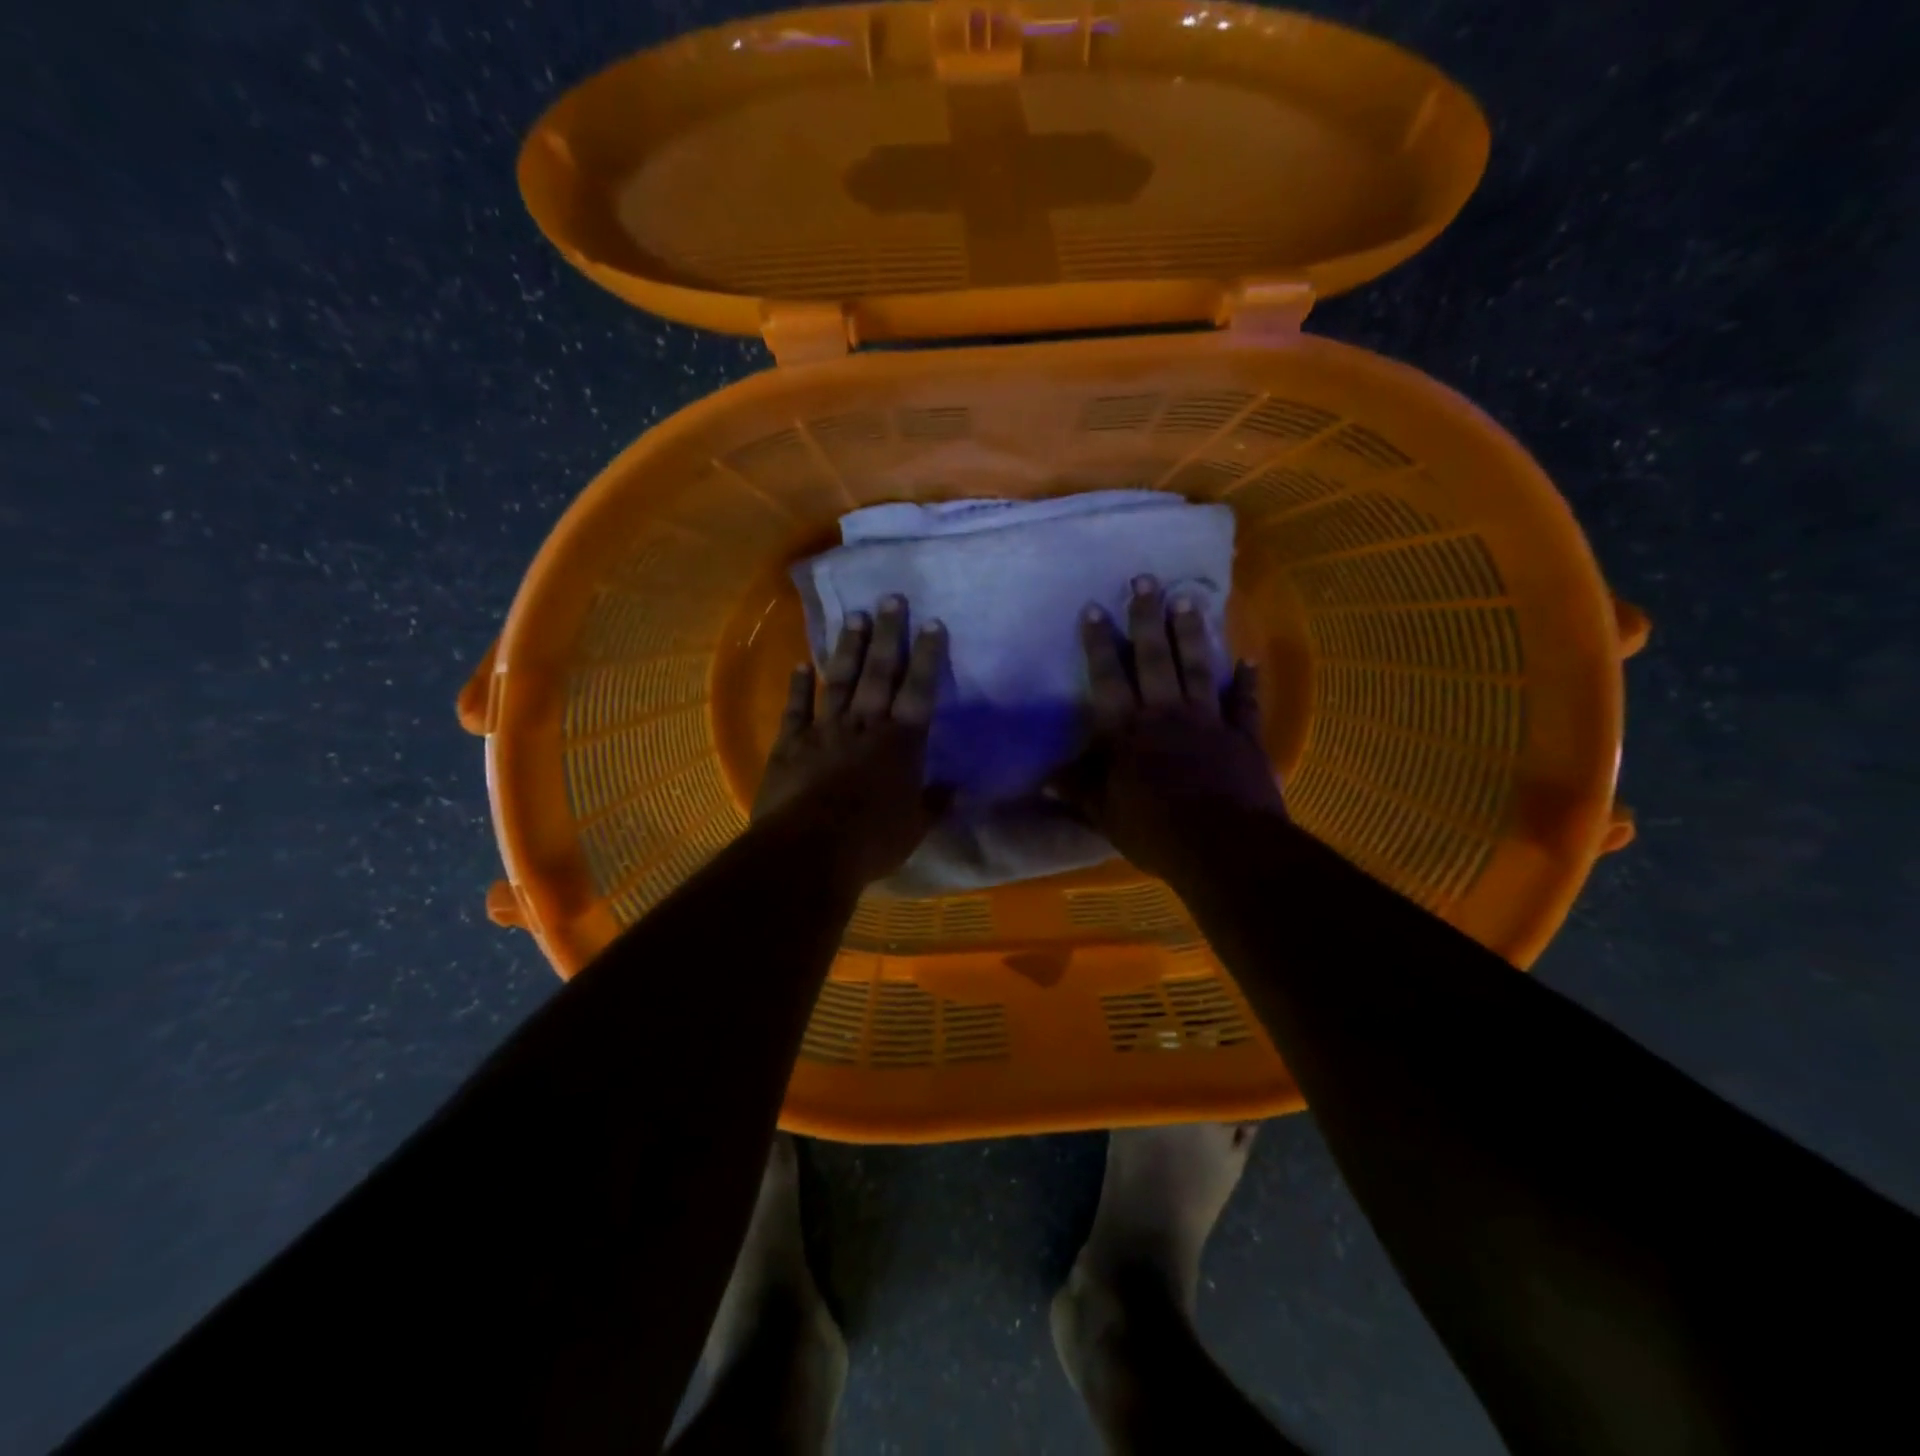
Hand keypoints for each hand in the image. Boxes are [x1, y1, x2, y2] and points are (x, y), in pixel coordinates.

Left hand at [752, 595, 951, 888]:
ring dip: (848, 648)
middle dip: (888, 635)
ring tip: (855, 616)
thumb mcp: (914, 828)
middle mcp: (864, 726)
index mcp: (900, 744)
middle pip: (879, 673)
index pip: (919, 691)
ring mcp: (824, 731)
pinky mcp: (790, 745)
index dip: (926, 657)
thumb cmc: (871, 841)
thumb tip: (954, 790)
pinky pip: (796, 708)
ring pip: (839, 680)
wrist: (808, 850)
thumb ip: (934, 804)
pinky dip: (798, 685)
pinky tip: (799, 664)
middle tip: (892, 598)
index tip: (931, 624)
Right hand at [1055, 575, 1286, 880]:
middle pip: (1154, 658)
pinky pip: (1244, 704)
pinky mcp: (1243, 737)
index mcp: (1127, 731)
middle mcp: (1166, 714)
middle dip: (1146, 618)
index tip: (1093, 608)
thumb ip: (1078, 789)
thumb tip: (1043, 778)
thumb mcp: (1104, 813)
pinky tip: (1249, 660)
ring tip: (1188, 598)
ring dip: (1192, 633)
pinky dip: (1247, 682)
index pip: (1107, 678)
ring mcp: (1208, 721)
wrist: (1223, 845)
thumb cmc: (1155, 829)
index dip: (1098, 643)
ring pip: (1197, 667)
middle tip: (1145, 580)